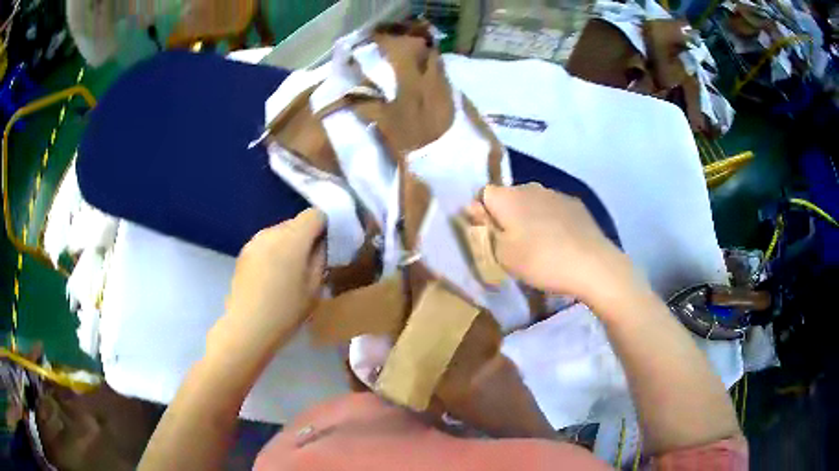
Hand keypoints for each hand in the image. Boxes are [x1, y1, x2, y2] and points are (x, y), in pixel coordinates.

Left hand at [222, 208, 325, 346]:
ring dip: (288, 245)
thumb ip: (321, 259)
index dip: (324, 227)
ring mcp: (254, 241)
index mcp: (293, 238)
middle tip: (309, 263)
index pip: (314, 214)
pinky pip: (266, 243)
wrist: (247, 327)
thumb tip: (321, 244)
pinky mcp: (243, 252)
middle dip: (306, 237)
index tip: (326, 247)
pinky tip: (271, 277)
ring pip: (280, 232)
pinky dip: (273, 252)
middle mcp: (272, 231)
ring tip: (288, 272)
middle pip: (296, 222)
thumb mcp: (314, 288)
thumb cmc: (286, 311)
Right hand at [470, 183, 639, 307]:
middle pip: (509, 198)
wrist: (592, 265)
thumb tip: (473, 208)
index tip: (491, 237)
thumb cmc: (540, 261)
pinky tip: (560, 243)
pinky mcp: (575, 204)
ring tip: (539, 246)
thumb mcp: (502, 254)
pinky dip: (551, 221)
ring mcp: (556, 193)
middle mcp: (530, 187)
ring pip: (532, 203)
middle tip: (513, 246)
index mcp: (507, 197)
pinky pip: (553, 209)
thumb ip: (484, 229)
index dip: (483, 215)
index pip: (483, 195)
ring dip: (530, 218)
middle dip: (507, 217)